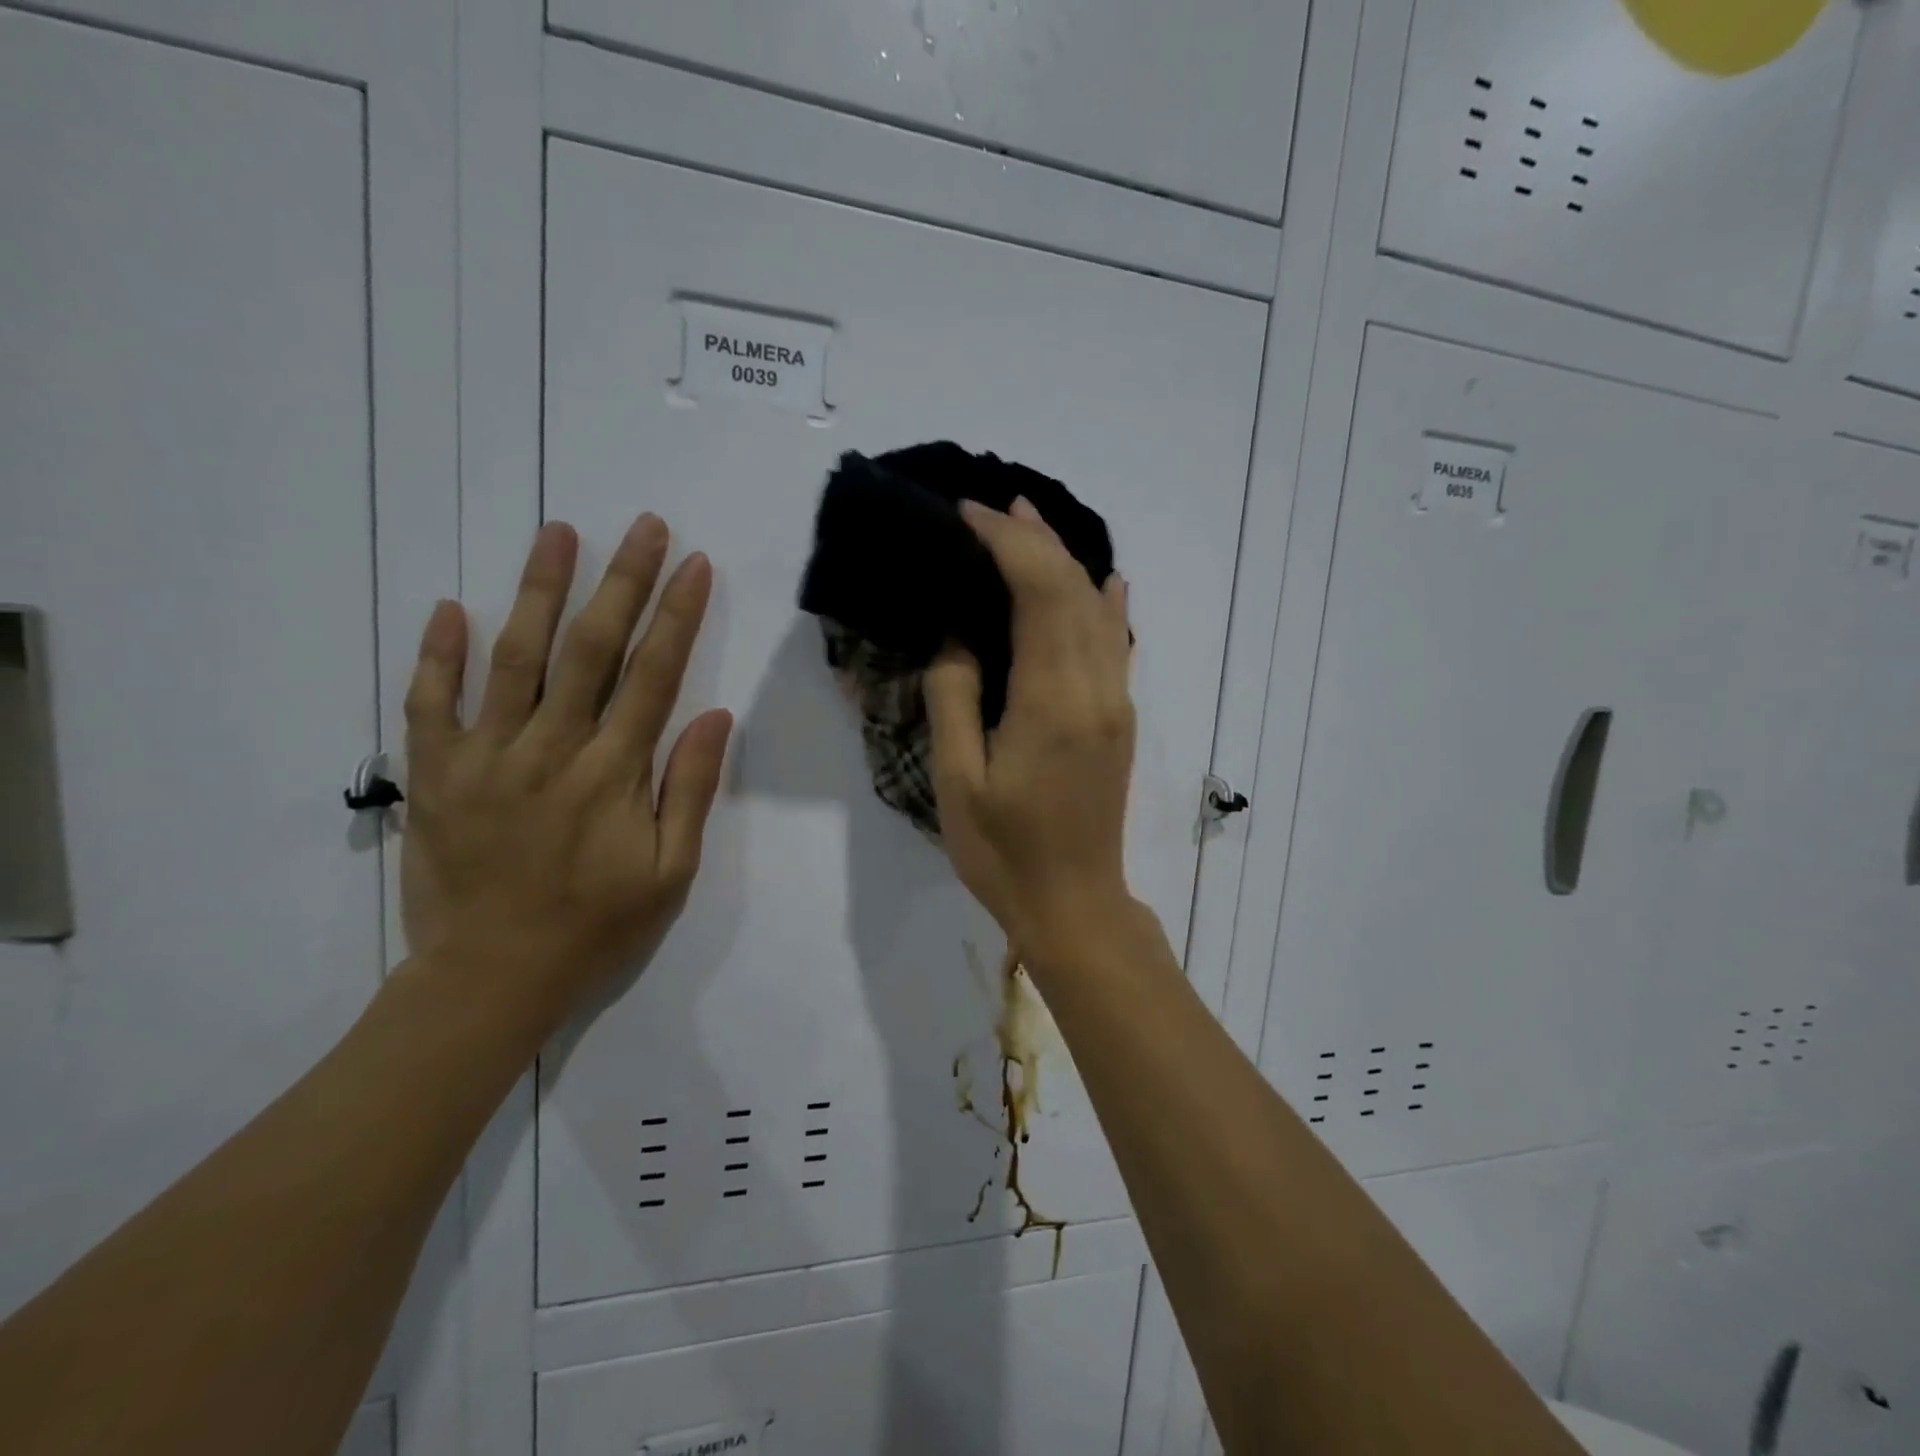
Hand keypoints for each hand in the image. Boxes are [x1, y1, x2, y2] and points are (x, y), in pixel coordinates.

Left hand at [400, 515, 732, 1021]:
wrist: (491, 978)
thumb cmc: (596, 926)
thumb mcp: (670, 872)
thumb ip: (689, 789)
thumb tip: (714, 715)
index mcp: (612, 773)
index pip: (653, 675)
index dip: (677, 616)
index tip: (694, 564)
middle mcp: (551, 749)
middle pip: (591, 649)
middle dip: (622, 582)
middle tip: (642, 525)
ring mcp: (486, 757)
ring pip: (514, 658)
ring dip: (538, 590)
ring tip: (559, 534)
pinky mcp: (437, 774)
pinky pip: (429, 704)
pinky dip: (436, 655)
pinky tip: (449, 607)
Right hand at [924, 497, 1136, 959]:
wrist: (1074, 904)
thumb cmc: (1004, 851)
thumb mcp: (959, 781)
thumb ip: (955, 698)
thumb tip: (959, 636)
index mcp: (1052, 701)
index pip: (1039, 593)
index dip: (1007, 544)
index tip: (968, 517)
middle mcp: (1096, 689)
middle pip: (1075, 589)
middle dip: (1035, 540)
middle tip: (994, 507)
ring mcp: (1116, 702)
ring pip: (1099, 610)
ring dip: (1066, 562)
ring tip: (1031, 526)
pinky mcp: (1119, 718)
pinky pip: (1117, 643)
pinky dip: (1106, 603)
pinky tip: (1105, 582)